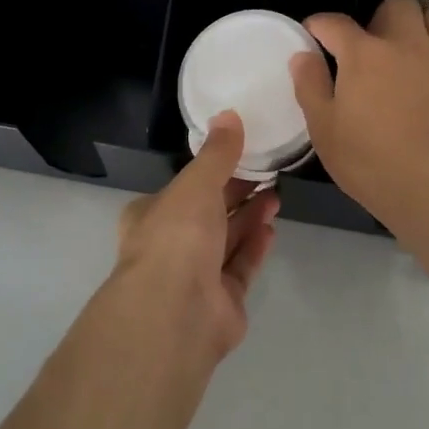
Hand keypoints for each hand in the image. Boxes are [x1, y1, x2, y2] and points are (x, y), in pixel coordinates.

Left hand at [113, 112, 278, 359]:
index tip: (241, 154)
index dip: (212, 171)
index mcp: (153, 214)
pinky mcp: (221, 303)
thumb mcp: (197, 183)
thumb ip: (217, 153)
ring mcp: (195, 277)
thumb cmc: (177, 237)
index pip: (184, 187)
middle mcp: (171, 245)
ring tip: (276, 196)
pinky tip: (271, 228)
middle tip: (267, 173)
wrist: (176, 313)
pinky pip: (240, 268)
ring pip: (226, 241)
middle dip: (236, 193)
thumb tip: (229, 114)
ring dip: (249, 218)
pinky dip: (254, 248)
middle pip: (208, 214)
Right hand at [290, 0, 428, 243]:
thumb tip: (303, 56)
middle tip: (376, 47)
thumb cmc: (374, 164)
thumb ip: (311, 87)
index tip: (315, 34)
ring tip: (417, 55)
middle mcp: (409, 44)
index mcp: (365, 54)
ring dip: (424, 29)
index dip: (320, 25)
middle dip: (383, 17)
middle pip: (398, 4)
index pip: (335, 22)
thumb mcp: (325, 132)